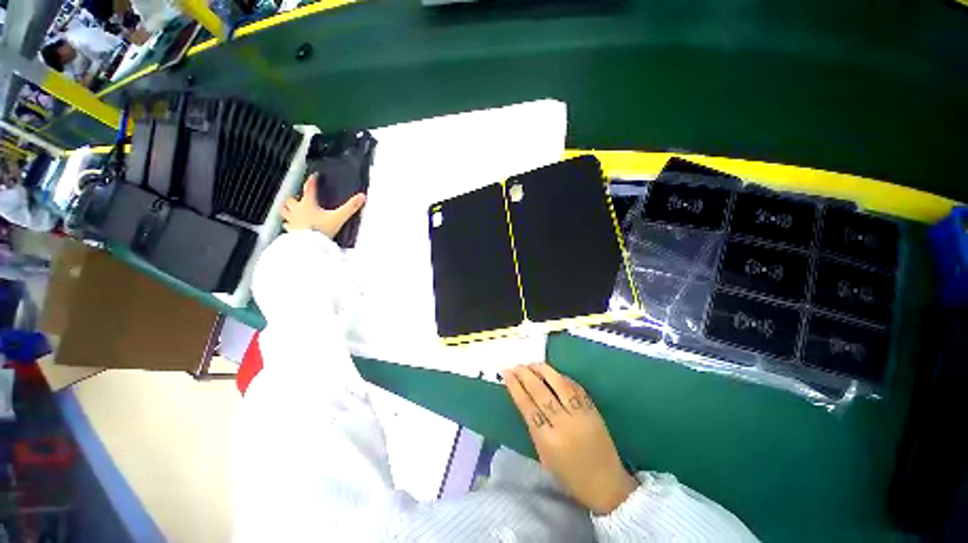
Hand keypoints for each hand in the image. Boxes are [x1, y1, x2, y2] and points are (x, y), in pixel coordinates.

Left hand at [282, 173, 365, 237]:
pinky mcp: (291, 231)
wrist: (310, 245)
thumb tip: (361, 197)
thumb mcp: (339, 217)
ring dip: (286, 209)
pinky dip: (288, 224)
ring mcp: (292, 220)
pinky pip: (286, 225)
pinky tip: (290, 225)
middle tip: (297, 196)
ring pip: (285, 211)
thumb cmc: (322, 229)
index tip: (314, 177)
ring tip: (289, 209)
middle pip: (291, 199)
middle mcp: (297, 210)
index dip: (312, 181)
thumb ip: (350, 207)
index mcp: (308, 204)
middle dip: (293, 197)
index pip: (309, 188)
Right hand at [502, 363, 637, 514]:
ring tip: (532, 363)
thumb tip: (523, 398)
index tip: (506, 373)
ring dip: (543, 370)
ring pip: (559, 385)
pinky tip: (553, 372)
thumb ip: (534, 427)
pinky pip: (575, 387)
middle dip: (526, 375)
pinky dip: (562, 377)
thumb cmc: (570, 475)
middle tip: (516, 365)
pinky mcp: (593, 410)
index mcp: (548, 441)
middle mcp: (564, 425)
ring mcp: (581, 415)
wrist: (607, 485)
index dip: (515, 386)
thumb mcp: (544, 456)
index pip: (527, 406)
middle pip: (541, 392)